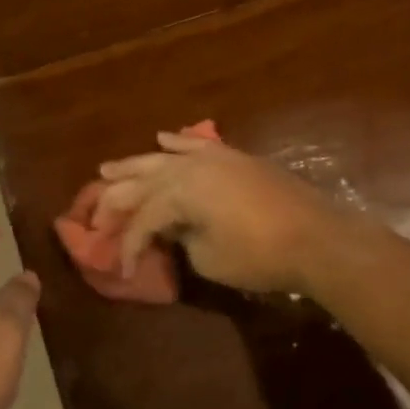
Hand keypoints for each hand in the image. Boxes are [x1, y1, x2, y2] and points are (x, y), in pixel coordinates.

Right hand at [95, 130, 347, 295]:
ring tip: (108, 167)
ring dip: (136, 163)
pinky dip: (178, 142)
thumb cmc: (259, 255)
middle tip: (93, 210)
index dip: (128, 245)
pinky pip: (198, 144)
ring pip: (165, 157)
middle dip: (117, 196)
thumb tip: (174, 229)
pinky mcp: (236, 158)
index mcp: (180, 192)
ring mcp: (215, 157)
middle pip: (143, 180)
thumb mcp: (209, 257)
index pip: (142, 218)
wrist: (316, 236)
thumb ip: (182, 239)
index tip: (122, 269)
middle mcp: (191, 166)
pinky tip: (163, 139)